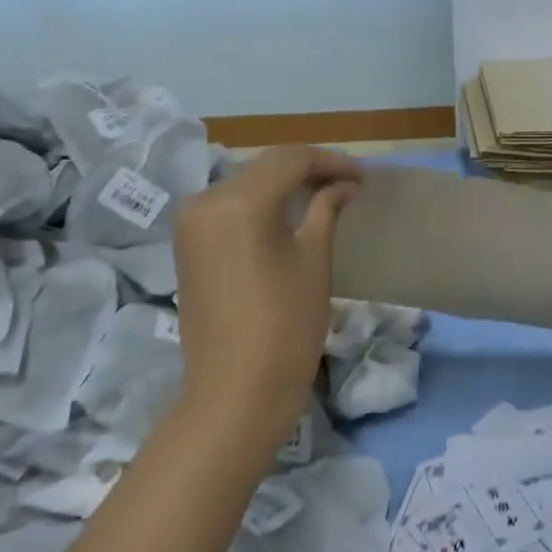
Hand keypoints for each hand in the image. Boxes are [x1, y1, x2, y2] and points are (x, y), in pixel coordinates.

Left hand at [172, 146, 363, 439]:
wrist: (236, 392)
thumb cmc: (286, 326)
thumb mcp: (314, 260)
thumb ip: (326, 209)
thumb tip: (343, 185)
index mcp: (238, 201)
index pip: (290, 160)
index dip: (331, 161)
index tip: (365, 176)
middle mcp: (205, 201)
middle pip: (263, 168)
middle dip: (308, 170)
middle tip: (348, 183)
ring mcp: (190, 225)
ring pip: (245, 186)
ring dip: (283, 186)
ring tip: (324, 196)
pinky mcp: (187, 247)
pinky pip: (228, 209)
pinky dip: (260, 205)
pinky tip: (288, 217)